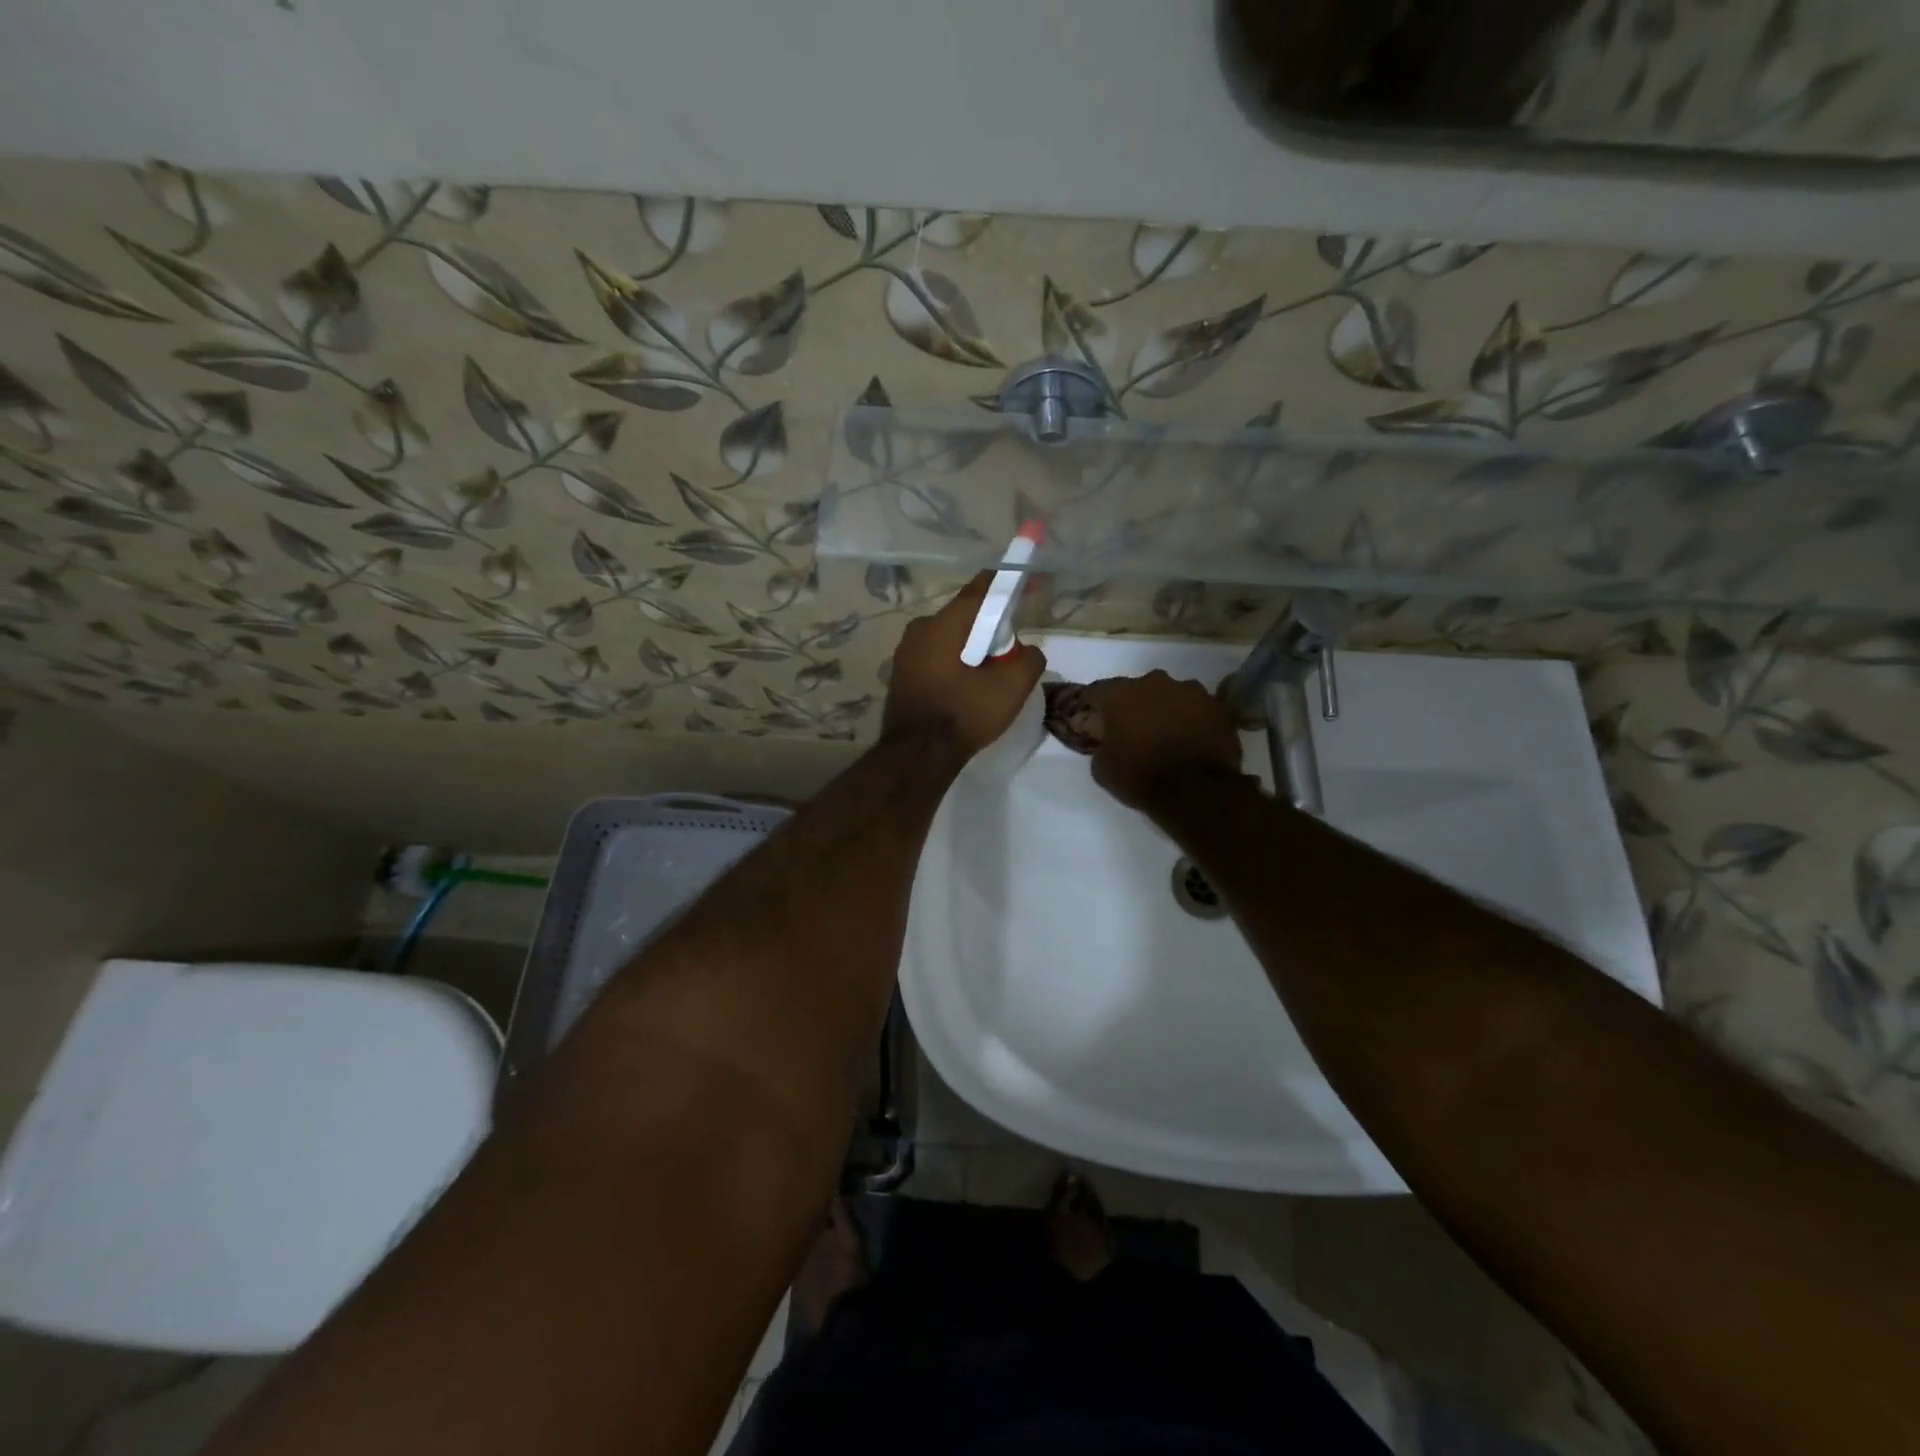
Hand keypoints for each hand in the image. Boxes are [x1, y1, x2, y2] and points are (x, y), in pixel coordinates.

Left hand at [883, 573, 1045, 755]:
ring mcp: (905, 652)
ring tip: (989, 674)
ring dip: (971, 647)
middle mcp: (919, 629)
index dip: (1006, 584)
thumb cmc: (963, 715)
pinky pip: (935, 656)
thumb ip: (1029, 660)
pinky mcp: (901, 674)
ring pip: (949, 638)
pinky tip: (966, 687)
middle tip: (1010, 648)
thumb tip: (1027, 651)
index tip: (1025, 583)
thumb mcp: (1011, 688)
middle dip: (989, 626)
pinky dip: (954, 662)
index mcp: (944, 623)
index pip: (980, 590)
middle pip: (964, 616)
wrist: (916, 757)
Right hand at [1080, 671, 1243, 810]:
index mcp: (1121, 694)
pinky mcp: (1218, 706)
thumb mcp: (1102, 769)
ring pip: (1170, 695)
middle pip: (1137, 689)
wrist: (1197, 792)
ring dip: (1164, 709)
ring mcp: (1191, 691)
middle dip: (1132, 706)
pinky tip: (1190, 739)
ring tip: (1165, 735)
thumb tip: (1107, 741)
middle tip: (1132, 729)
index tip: (1091, 719)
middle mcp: (1155, 682)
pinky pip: (1197, 708)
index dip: (1092, 705)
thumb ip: (1100, 745)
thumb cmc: (1141, 777)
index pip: (1097, 691)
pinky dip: (1191, 719)